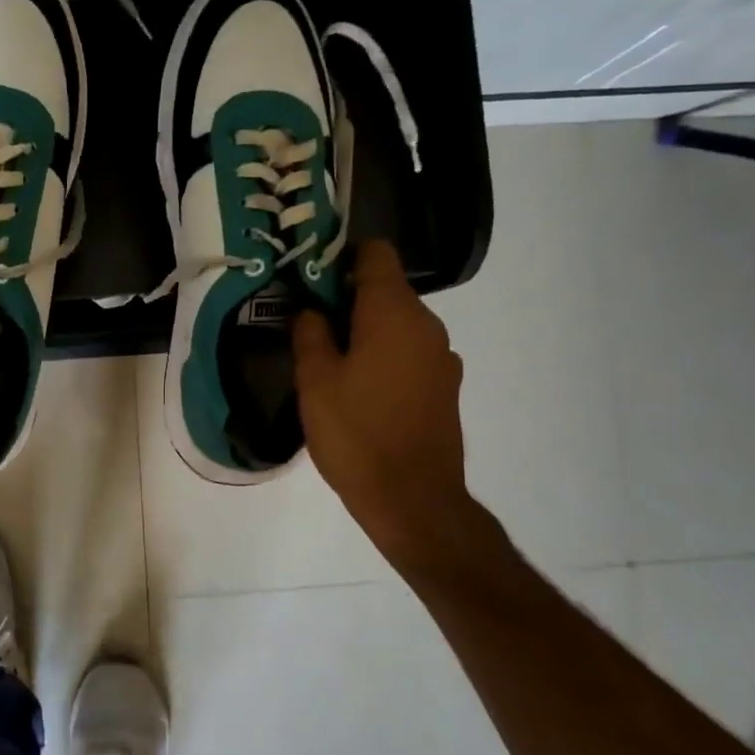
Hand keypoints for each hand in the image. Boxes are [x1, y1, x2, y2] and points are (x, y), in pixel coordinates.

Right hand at [293, 239, 478, 565]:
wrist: (413, 500)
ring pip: (397, 324)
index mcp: (393, 313)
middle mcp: (427, 325)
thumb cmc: (356, 434)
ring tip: (331, 364)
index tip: (311, 279)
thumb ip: (309, 333)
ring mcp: (442, 357)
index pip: (376, 253)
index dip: (341, 256)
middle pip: (386, 290)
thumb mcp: (315, 381)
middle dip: (347, 300)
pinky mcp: (445, 387)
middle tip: (309, 327)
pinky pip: (409, 353)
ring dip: (365, 331)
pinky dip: (384, 357)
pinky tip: (361, 391)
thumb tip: (311, 310)